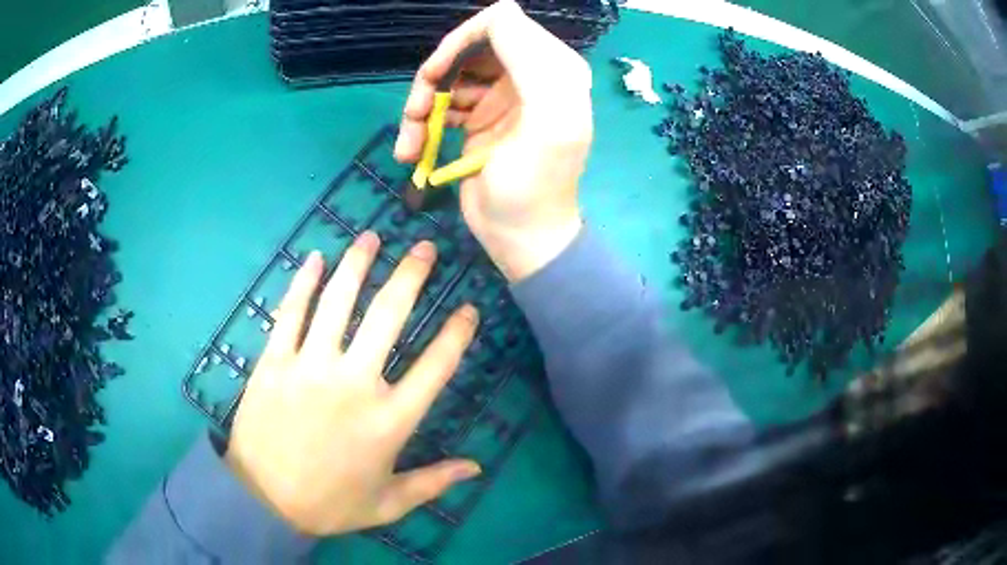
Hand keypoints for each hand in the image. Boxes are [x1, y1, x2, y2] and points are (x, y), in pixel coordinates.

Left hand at [226, 232, 481, 535]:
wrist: (263, 500)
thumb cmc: (330, 504)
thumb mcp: (389, 503)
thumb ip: (434, 483)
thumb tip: (476, 467)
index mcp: (389, 421)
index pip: (436, 366)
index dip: (456, 332)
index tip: (468, 306)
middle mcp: (355, 384)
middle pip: (389, 316)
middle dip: (411, 275)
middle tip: (424, 247)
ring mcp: (311, 367)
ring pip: (339, 302)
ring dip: (358, 264)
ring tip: (372, 237)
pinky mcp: (276, 362)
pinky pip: (292, 313)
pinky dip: (304, 283)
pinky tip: (315, 258)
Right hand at [395, 0, 592, 281]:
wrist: (521, 239)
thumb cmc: (534, 187)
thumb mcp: (547, 120)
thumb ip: (533, 61)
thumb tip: (501, 14)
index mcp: (551, 68)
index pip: (500, 24)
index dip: (462, 41)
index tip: (437, 73)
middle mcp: (526, 75)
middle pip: (467, 48)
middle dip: (435, 77)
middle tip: (416, 111)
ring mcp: (500, 97)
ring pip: (447, 77)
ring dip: (422, 105)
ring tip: (410, 144)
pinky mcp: (479, 119)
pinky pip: (442, 104)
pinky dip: (422, 125)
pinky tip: (412, 151)